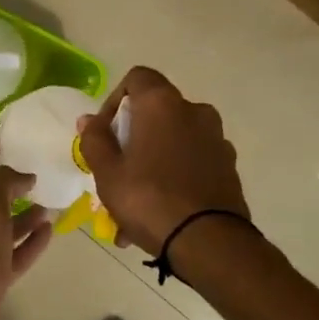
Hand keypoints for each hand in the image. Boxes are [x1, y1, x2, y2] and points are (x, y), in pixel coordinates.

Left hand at [0, 138, 53, 319]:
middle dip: (9, 181)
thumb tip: (19, 173)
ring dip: (24, 212)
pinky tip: (49, 231)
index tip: (4, 137)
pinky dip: (31, 239)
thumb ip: (2, 182)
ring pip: (4, 223)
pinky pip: (15, 250)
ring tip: (50, 202)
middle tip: (36, 169)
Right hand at [77, 67, 248, 254]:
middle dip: (132, 140)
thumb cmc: (149, 198)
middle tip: (115, 172)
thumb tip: (89, 119)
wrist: (209, 242)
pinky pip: (192, 165)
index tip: (105, 131)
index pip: (138, 77)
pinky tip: (160, 216)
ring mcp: (216, 139)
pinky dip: (174, 179)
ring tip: (133, 208)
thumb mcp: (107, 172)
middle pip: (156, 113)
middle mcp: (194, 111)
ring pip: (173, 143)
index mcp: (162, 104)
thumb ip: (94, 139)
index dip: (116, 99)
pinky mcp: (229, 167)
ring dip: (152, 164)